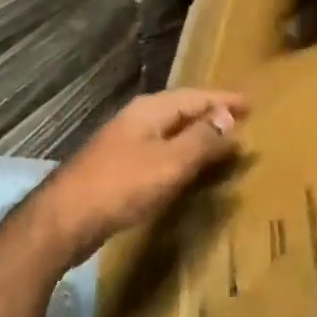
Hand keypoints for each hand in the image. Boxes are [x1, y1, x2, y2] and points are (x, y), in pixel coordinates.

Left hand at [39, 88, 247, 262]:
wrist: (65, 219)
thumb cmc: (122, 186)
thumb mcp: (170, 162)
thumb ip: (201, 139)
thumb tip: (227, 117)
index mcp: (150, 110)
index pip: (195, 96)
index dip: (224, 100)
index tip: (251, 103)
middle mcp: (136, 118)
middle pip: (181, 109)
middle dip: (210, 114)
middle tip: (240, 120)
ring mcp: (124, 142)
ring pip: (169, 130)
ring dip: (196, 134)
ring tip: (221, 141)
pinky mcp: (117, 166)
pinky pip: (159, 149)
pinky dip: (180, 153)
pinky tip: (186, 167)